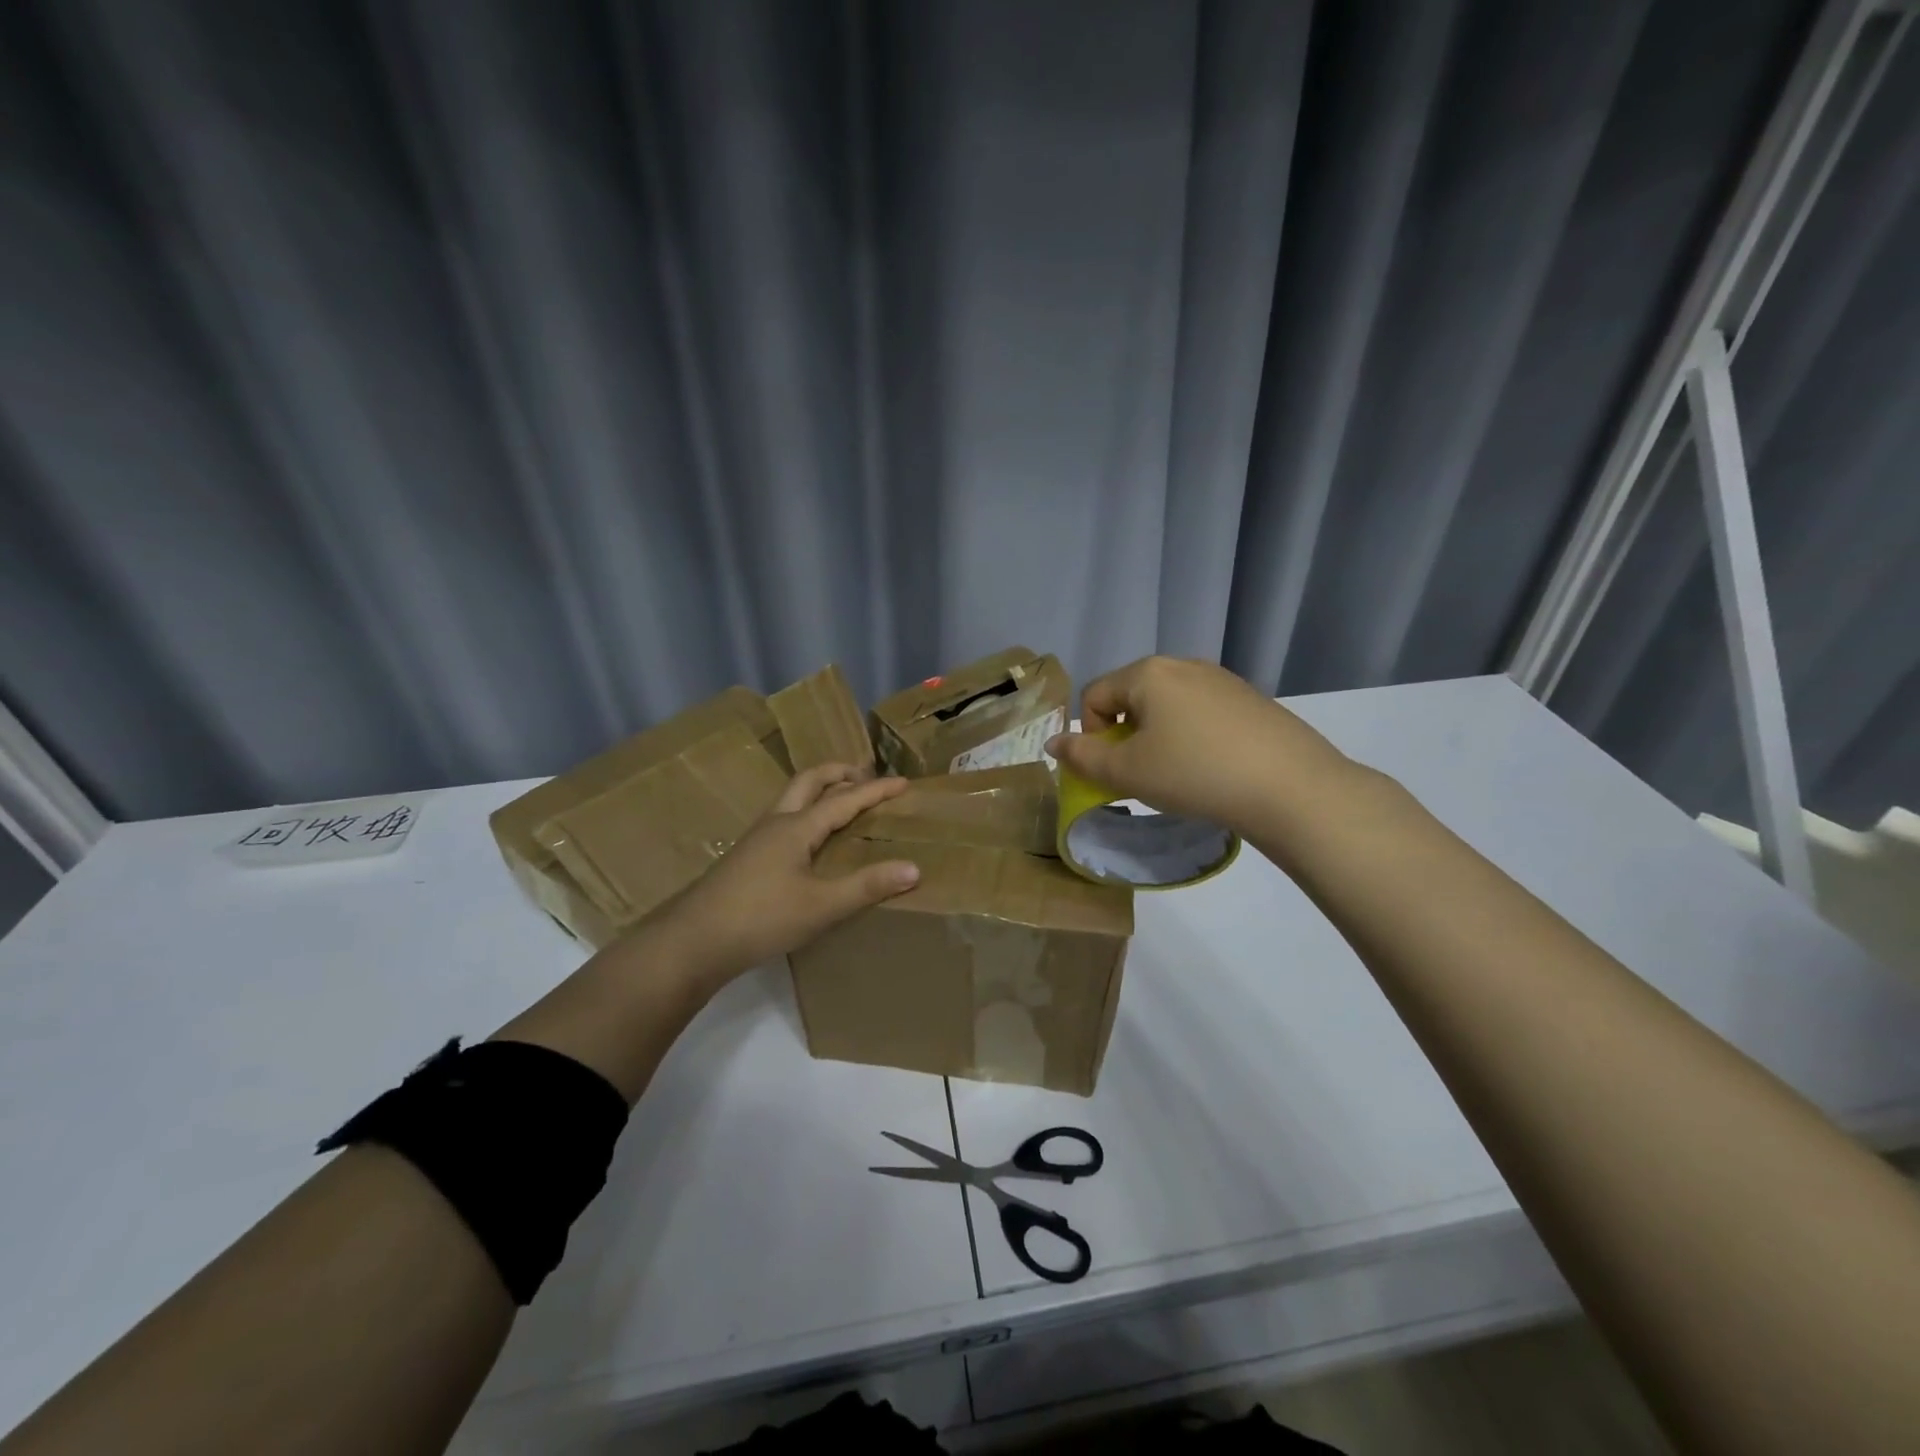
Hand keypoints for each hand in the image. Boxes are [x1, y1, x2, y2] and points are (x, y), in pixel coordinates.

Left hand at [649, 763, 920, 985]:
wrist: (693, 941)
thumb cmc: (761, 918)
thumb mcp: (821, 906)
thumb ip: (867, 886)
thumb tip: (914, 868)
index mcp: (796, 827)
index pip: (844, 799)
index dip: (875, 791)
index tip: (904, 782)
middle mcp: (776, 823)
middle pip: (809, 781)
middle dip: (840, 773)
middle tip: (866, 776)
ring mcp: (757, 839)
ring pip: (792, 798)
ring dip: (820, 790)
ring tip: (841, 800)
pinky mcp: (746, 857)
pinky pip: (784, 819)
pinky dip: (806, 812)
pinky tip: (809, 839)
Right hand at [1046, 656, 1353, 835]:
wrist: (1290, 787)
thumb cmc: (1194, 774)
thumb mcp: (1128, 772)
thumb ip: (1083, 757)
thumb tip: (1054, 743)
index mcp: (1148, 673)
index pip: (1095, 696)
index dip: (1092, 736)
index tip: (1115, 770)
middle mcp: (1183, 665)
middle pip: (1132, 697)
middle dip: (1126, 735)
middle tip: (1144, 774)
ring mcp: (1221, 679)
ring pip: (1168, 706)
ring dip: (1158, 737)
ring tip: (1179, 773)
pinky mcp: (1250, 699)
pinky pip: (1201, 713)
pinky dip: (1193, 737)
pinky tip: (1213, 767)